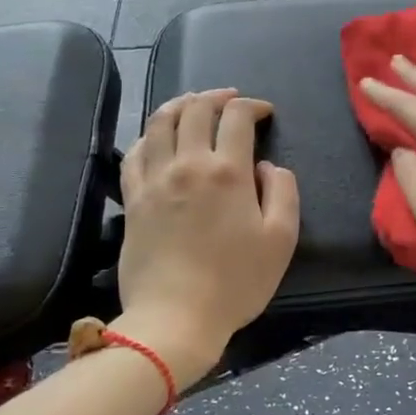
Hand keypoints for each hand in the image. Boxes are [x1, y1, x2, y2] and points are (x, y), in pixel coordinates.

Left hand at [116, 89, 299, 388]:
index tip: (264, 113)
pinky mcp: (132, 199)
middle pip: (196, 109)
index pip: (236, 117)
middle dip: (217, 96)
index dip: (253, 106)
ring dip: (180, 104)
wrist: (176, 318)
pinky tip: (157, 138)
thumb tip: (267, 167)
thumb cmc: (236, 282)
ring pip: (160, 122)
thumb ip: (283, 191)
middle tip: (231, 99)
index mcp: (227, 171)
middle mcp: (188, 164)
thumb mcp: (281, 239)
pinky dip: (148, 136)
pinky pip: (134, 153)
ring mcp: (155, 180)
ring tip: (193, 103)